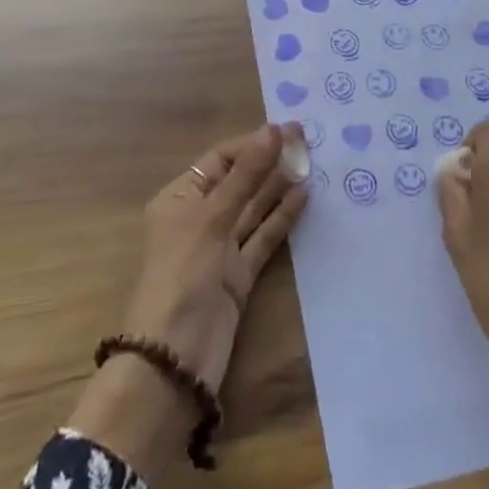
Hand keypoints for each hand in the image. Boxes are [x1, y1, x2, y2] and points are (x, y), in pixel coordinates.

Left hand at [71, 123, 309, 480]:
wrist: (175, 358)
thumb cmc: (182, 276)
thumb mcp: (211, 219)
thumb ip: (246, 176)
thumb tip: (272, 130)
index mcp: (180, 199)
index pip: (220, 160)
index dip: (253, 143)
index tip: (289, 130)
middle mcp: (199, 219)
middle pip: (239, 181)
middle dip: (269, 161)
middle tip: (309, 141)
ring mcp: (220, 248)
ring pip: (254, 208)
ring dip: (279, 187)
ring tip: (313, 163)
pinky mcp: (239, 274)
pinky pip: (264, 237)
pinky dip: (282, 218)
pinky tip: (305, 197)